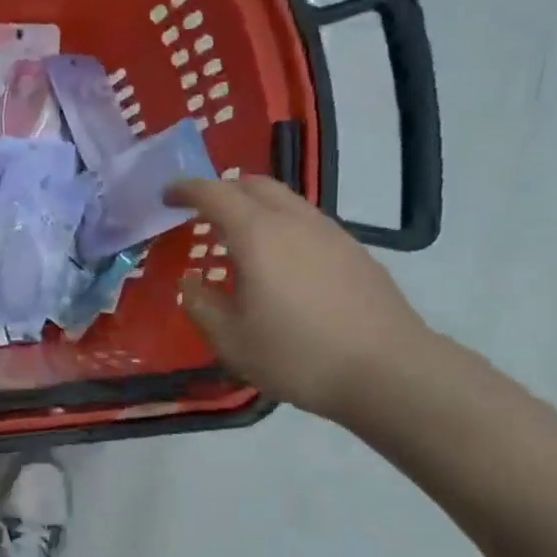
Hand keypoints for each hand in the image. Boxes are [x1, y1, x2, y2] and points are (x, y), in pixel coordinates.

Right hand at [164, 176, 431, 420]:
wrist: (389, 372)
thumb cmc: (297, 355)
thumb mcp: (231, 340)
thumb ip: (201, 304)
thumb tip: (190, 281)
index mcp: (257, 235)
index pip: (214, 193)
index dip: (186, 189)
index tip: (167, 195)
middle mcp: (294, 221)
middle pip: (254, 184)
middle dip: (222, 189)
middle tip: (201, 211)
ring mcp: (331, 233)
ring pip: (285, 200)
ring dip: (255, 206)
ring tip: (239, 237)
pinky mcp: (355, 251)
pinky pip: (307, 222)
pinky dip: (281, 225)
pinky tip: (281, 262)